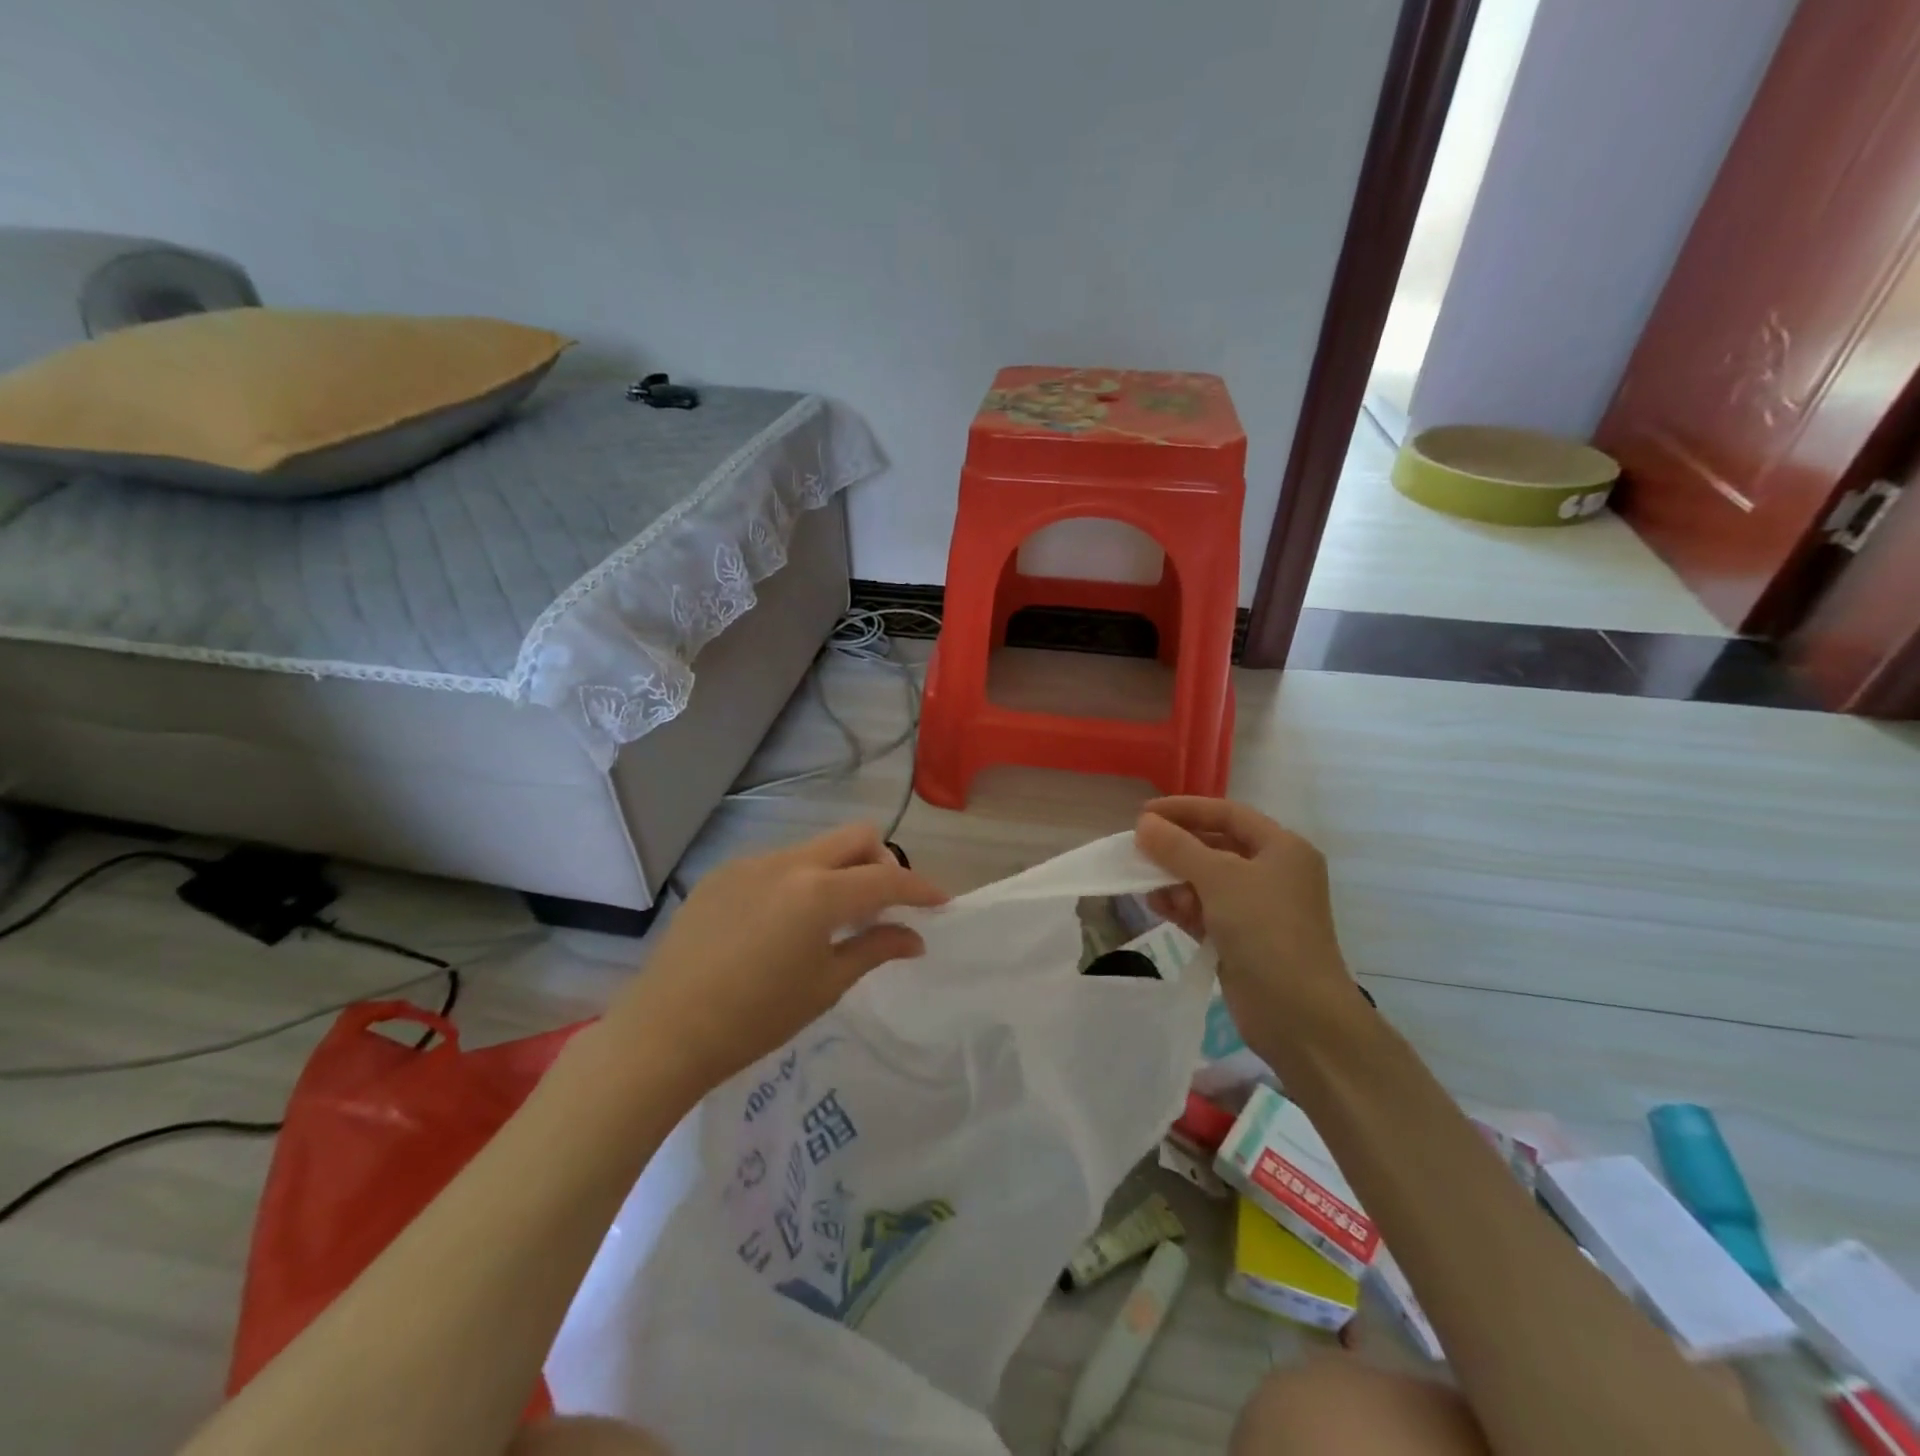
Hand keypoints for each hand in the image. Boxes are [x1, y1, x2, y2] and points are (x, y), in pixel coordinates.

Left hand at [612, 823, 947, 1093]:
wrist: (664, 1032)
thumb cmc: (754, 1019)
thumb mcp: (825, 986)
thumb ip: (875, 949)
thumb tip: (915, 938)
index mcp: (819, 893)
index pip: (887, 879)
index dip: (921, 889)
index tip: (941, 902)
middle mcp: (789, 863)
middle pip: (855, 837)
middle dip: (882, 863)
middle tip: (883, 905)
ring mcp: (751, 863)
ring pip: (816, 848)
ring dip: (839, 872)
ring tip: (831, 920)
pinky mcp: (723, 874)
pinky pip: (779, 863)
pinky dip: (800, 881)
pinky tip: (784, 924)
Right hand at [1134, 797, 1357, 1063]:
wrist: (1298, 1014)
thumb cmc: (1265, 930)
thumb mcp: (1219, 879)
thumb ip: (1178, 848)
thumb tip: (1144, 824)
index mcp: (1282, 848)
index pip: (1228, 814)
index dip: (1185, 809)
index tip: (1144, 814)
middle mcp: (1274, 872)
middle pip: (1217, 846)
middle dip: (1177, 848)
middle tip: (1139, 848)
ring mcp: (1259, 908)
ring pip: (1208, 880)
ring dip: (1176, 879)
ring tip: (1146, 884)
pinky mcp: (1244, 938)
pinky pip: (1206, 910)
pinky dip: (1183, 905)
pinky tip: (1159, 906)